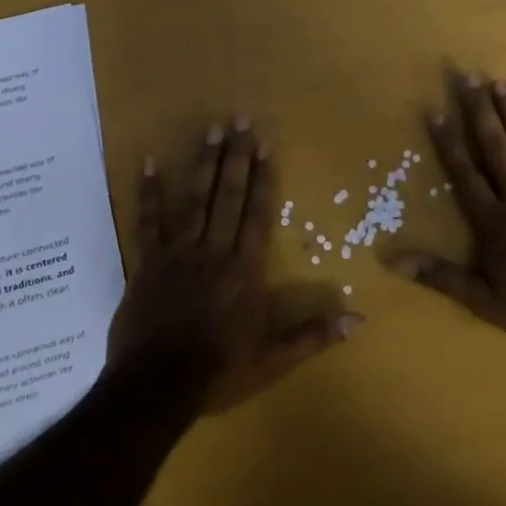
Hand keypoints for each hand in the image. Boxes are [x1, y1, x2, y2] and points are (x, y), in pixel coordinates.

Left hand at [110, 120, 360, 413]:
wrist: (156, 386)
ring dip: (203, 163)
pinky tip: (146, 163)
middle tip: (240, 118)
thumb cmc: (218, 370)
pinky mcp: (147, 264)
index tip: (265, 143)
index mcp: (245, 269)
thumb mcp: (273, 358)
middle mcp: (214, 250)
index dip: (263, 176)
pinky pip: (147, 222)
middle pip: (228, 195)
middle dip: (236, 156)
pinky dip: (147, 193)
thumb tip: (359, 320)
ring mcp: (178, 253)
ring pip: (194, 200)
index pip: (258, 213)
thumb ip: (314, 334)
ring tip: (210, 128)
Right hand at [384, 76, 505, 342]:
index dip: (449, 142)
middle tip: (469, 78)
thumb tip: (391, 260)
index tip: (437, 111)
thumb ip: (439, 275)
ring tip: (501, 83)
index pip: (465, 174)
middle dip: (480, 113)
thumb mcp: (480, 299)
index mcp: (493, 220)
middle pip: (495, 149)